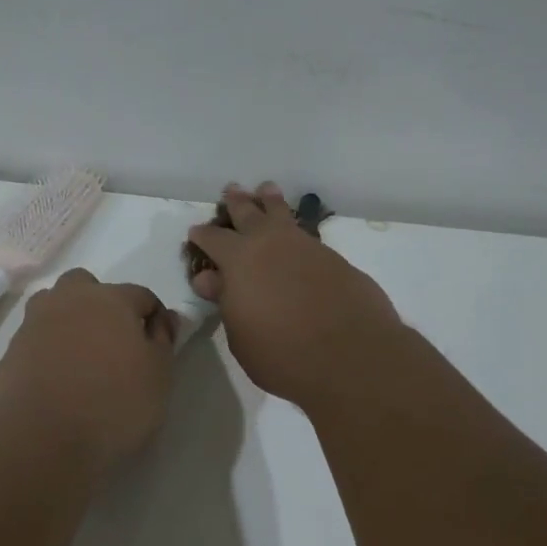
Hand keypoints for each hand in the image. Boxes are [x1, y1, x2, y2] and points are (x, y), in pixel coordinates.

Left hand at [0, 269, 178, 471]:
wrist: (42, 437)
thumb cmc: (114, 403)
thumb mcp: (158, 375)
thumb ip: (163, 341)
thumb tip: (164, 319)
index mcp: (110, 298)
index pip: (141, 295)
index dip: (153, 317)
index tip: (158, 344)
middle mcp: (69, 299)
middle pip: (87, 286)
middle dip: (102, 304)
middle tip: (114, 342)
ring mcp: (34, 323)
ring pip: (54, 305)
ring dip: (69, 320)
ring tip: (82, 357)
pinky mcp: (10, 350)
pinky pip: (36, 338)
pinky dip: (48, 349)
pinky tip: (57, 379)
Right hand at [187, 182, 402, 407]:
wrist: (350, 354)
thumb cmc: (282, 353)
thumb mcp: (240, 335)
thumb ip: (226, 301)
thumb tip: (212, 278)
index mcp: (239, 260)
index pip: (213, 239)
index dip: (202, 235)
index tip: (196, 232)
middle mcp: (271, 243)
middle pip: (249, 213)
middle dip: (238, 202)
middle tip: (232, 190)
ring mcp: (306, 247)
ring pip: (283, 215)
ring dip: (271, 202)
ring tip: (267, 190)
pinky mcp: (335, 259)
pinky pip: (306, 234)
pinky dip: (295, 228)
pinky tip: (294, 234)